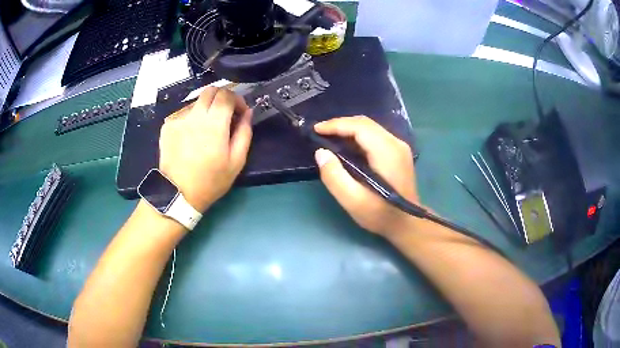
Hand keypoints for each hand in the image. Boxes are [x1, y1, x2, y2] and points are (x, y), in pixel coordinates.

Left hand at [159, 87, 252, 211]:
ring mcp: (178, 120)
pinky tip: (191, 137)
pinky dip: (192, 120)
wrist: (178, 194)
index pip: (227, 94)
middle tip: (225, 114)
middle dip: (222, 98)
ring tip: (206, 130)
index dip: (237, 99)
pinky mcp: (168, 126)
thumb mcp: (236, 162)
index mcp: (214, 124)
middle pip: (210, 91)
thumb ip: (245, 133)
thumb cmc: (211, 181)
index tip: (240, 112)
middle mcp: (194, 116)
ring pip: (196, 102)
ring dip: (206, 110)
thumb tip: (248, 113)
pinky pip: (184, 114)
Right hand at [314, 116, 417, 236]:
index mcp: (387, 152)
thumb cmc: (380, 214)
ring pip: (370, 127)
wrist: (407, 224)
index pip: (360, 127)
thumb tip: (321, 153)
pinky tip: (346, 146)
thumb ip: (334, 176)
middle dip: (340, 125)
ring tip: (329, 138)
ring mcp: (399, 146)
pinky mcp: (398, 152)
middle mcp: (396, 143)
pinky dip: (357, 136)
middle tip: (320, 133)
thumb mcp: (353, 201)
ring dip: (348, 129)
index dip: (336, 125)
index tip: (316, 130)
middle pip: (365, 123)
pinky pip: (375, 136)